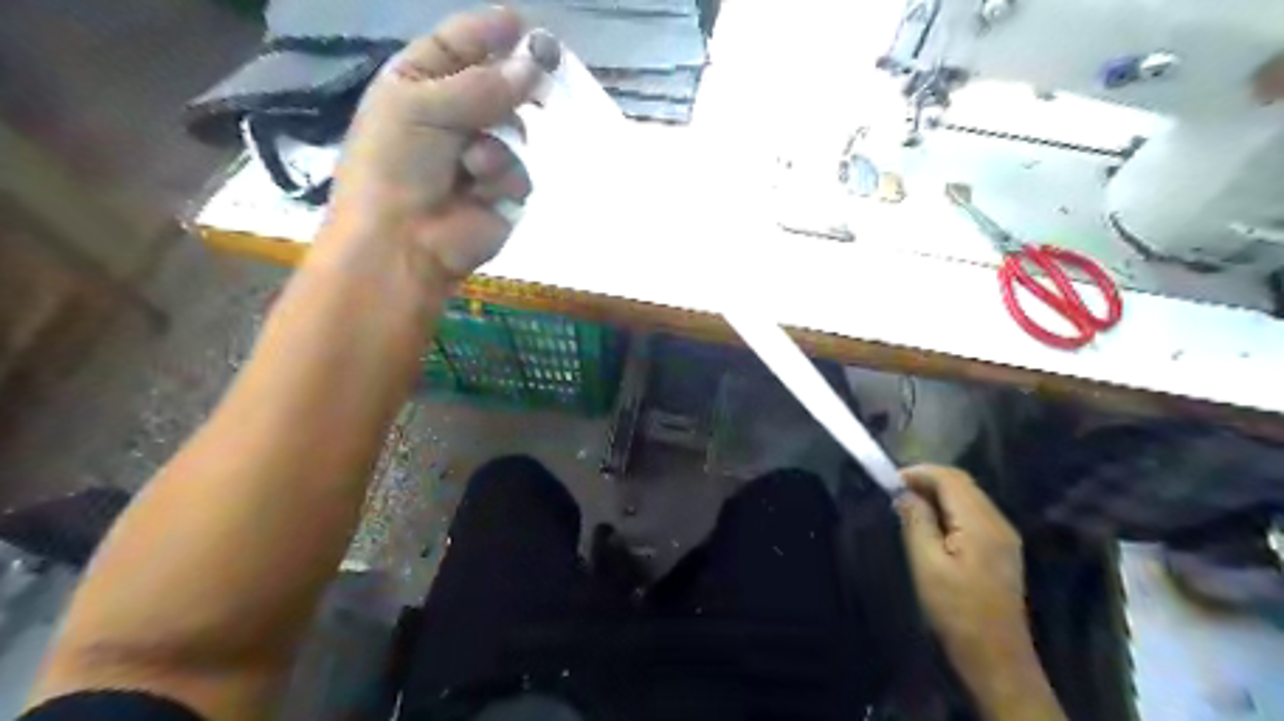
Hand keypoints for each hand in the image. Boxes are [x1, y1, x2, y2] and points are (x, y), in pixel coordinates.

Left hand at [319, 9, 557, 284]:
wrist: (403, 243)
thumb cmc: (396, 166)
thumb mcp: (423, 108)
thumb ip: (482, 85)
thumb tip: (535, 64)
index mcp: (417, 87)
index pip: (457, 47)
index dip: (488, 33)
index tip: (523, 23)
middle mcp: (451, 118)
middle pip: (497, 87)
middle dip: (514, 85)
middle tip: (543, 73)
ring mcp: (480, 158)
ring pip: (516, 131)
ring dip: (497, 145)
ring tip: (472, 165)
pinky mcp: (502, 194)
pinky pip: (520, 172)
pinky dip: (503, 180)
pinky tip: (481, 194)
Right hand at [896, 468, 1036, 686]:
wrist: (997, 659)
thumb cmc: (957, 612)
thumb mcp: (927, 565)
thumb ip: (916, 522)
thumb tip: (904, 494)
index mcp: (980, 524)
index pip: (951, 478)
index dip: (920, 472)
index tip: (890, 481)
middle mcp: (998, 523)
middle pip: (963, 484)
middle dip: (928, 480)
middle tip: (895, 491)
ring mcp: (1004, 537)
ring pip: (969, 498)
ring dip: (938, 494)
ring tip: (907, 505)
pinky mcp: (1002, 551)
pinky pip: (973, 515)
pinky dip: (949, 509)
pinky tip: (930, 524)